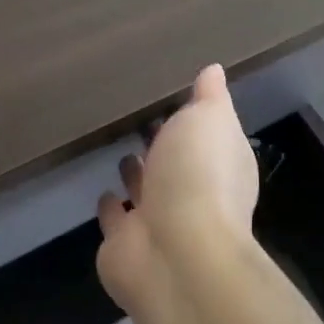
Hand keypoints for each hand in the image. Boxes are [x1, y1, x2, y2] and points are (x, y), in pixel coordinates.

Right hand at [97, 64, 260, 320]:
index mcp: (221, 165)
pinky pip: (116, 219)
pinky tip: (102, 192)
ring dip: (138, 175)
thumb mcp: (210, 120)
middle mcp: (194, 196)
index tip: (171, 97)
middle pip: (176, 164)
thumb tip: (213, 71)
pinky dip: (111, 208)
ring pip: (147, 192)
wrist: (174, 252)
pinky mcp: (126, 245)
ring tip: (120, 149)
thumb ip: (210, 97)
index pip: (208, 136)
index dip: (193, 119)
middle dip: (163, 146)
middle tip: (139, 120)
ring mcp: (159, 223)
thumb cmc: (198, 176)